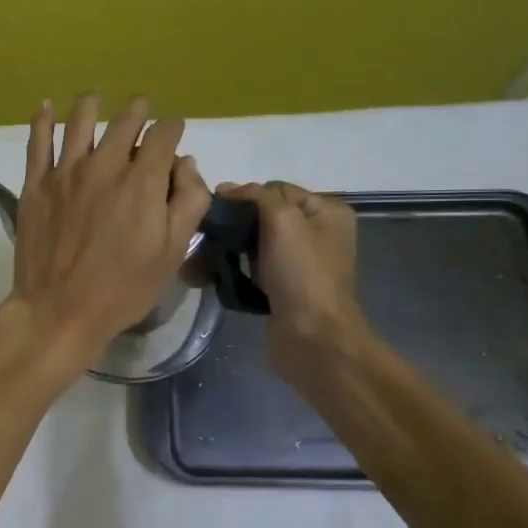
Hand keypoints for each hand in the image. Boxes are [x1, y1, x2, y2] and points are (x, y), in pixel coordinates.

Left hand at [6, 94, 210, 375]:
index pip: (164, 134)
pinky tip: (45, 106)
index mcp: (142, 180)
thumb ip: (188, 202)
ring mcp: (66, 171)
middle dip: (139, 112)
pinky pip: (37, 140)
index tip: (173, 132)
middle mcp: (105, 165)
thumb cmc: (123, 287)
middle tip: (141, 110)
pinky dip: (42, 118)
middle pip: (125, 121)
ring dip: (92, 104)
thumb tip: (185, 164)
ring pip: (80, 120)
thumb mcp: (173, 252)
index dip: (173, 129)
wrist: (60, 309)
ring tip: (95, 98)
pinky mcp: (36, 183)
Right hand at [214, 181, 371, 375]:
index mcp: (326, 211)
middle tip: (204, 234)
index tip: (215, 210)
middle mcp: (317, 234)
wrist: (313, 338)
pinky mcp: (283, 288)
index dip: (245, 196)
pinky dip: (235, 270)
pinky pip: (253, 269)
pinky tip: (213, 274)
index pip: (276, 190)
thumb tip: (225, 188)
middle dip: (234, 224)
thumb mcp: (282, 220)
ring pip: (255, 244)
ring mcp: (300, 264)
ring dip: (229, 248)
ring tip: (201, 257)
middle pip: (264, 216)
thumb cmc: (302, 274)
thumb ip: (255, 196)